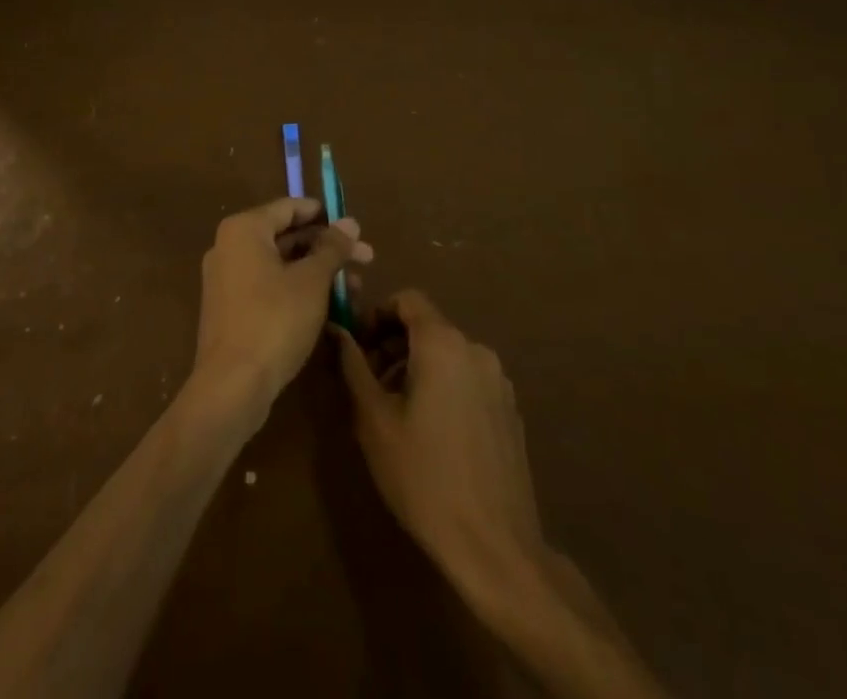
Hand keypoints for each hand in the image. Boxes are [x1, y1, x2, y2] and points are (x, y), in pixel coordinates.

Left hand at [193, 198, 372, 412]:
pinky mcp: (230, 309)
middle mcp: (230, 246)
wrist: (231, 387)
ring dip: (317, 271)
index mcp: (244, 229)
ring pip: (280, 264)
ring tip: (354, 288)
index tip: (354, 227)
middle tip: (365, 259)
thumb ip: (332, 248)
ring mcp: (227, 279)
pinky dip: (297, 289)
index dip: (324, 214)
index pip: (289, 207)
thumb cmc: (274, 320)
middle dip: (327, 247)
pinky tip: (328, 306)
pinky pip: (269, 286)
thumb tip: (350, 222)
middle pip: (286, 236)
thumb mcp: (312, 281)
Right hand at [336, 291, 545, 589]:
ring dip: (417, 368)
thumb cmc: (424, 477)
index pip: (408, 300)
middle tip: (368, 384)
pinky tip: (432, 433)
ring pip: (448, 355)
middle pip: (428, 327)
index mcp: (443, 343)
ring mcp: (498, 381)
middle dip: (393, 345)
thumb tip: (336, 330)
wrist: (495, 546)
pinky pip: (468, 379)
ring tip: (395, 412)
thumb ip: (353, 366)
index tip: (358, 345)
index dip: (378, 314)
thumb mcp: (374, 420)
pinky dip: (444, 387)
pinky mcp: (510, 410)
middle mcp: (476, 350)